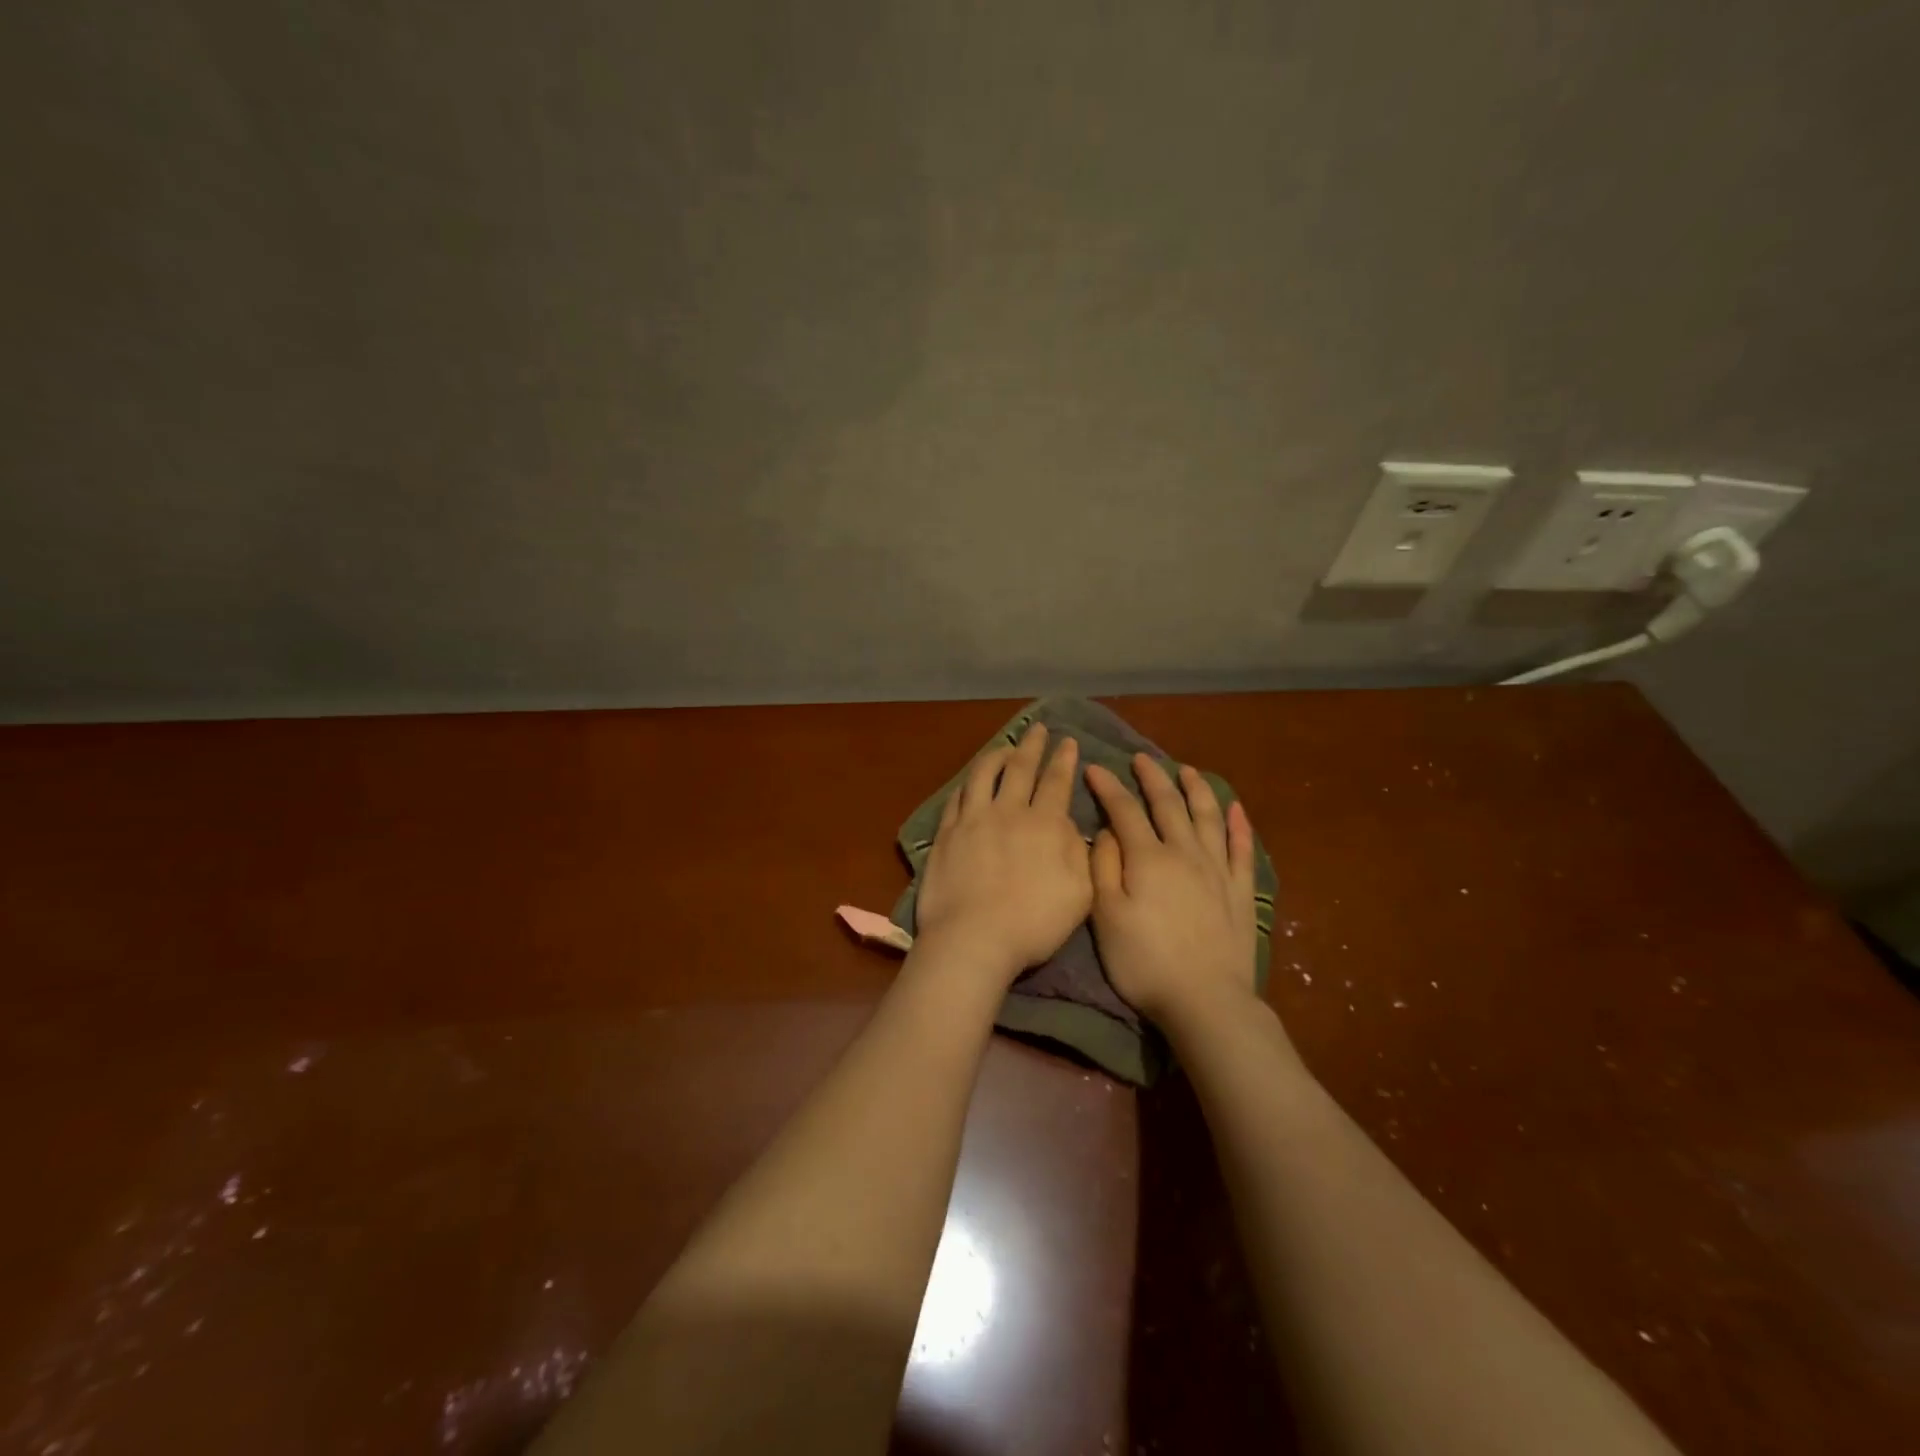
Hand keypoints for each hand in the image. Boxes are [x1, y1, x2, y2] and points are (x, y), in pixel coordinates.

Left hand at [915, 724, 1091, 978]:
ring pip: (985, 774)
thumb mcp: (1079, 892)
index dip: (1063, 759)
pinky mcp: (947, 833)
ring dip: (997, 756)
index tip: (1068, 742)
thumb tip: (1071, 824)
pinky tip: (971, 782)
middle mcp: (1008, 812)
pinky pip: (958, 797)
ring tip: (1005, 748)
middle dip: (1033, 745)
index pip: (1056, 782)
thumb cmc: (1034, 923)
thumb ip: (1079, 853)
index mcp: (1044, 824)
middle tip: (1038, 728)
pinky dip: (968, 783)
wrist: (974, 938)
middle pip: (1021, 768)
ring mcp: (973, 820)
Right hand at [1085, 754, 1258, 1025]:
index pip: (1125, 811)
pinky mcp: (1240, 891)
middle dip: (1152, 778)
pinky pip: (1242, 849)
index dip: (1108, 787)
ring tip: (1187, 770)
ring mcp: (1217, 870)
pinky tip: (1236, 808)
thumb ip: (1103, 868)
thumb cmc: (1145, 962)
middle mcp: (1184, 853)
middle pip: (1168, 805)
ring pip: (1207, 817)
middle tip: (1141, 758)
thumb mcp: (1106, 917)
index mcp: (1147, 858)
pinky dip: (1239, 825)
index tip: (1095, 768)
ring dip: (1196, 790)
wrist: (1205, 1000)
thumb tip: (1106, 831)